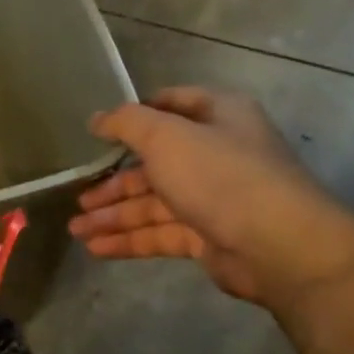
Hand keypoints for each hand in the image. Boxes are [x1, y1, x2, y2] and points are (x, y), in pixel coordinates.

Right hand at [68, 86, 353, 311]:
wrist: (278, 245)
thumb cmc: (220, 176)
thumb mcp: (165, 136)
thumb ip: (126, 123)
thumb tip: (97, 119)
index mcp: (217, 116)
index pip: (170, 105)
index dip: (133, 117)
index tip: (97, 133)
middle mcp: (216, 153)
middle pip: (154, 162)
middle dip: (113, 182)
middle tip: (79, 196)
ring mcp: (213, 197)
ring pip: (153, 203)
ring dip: (113, 215)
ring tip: (76, 228)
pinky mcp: (208, 236)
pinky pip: (160, 233)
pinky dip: (129, 239)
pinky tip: (96, 248)